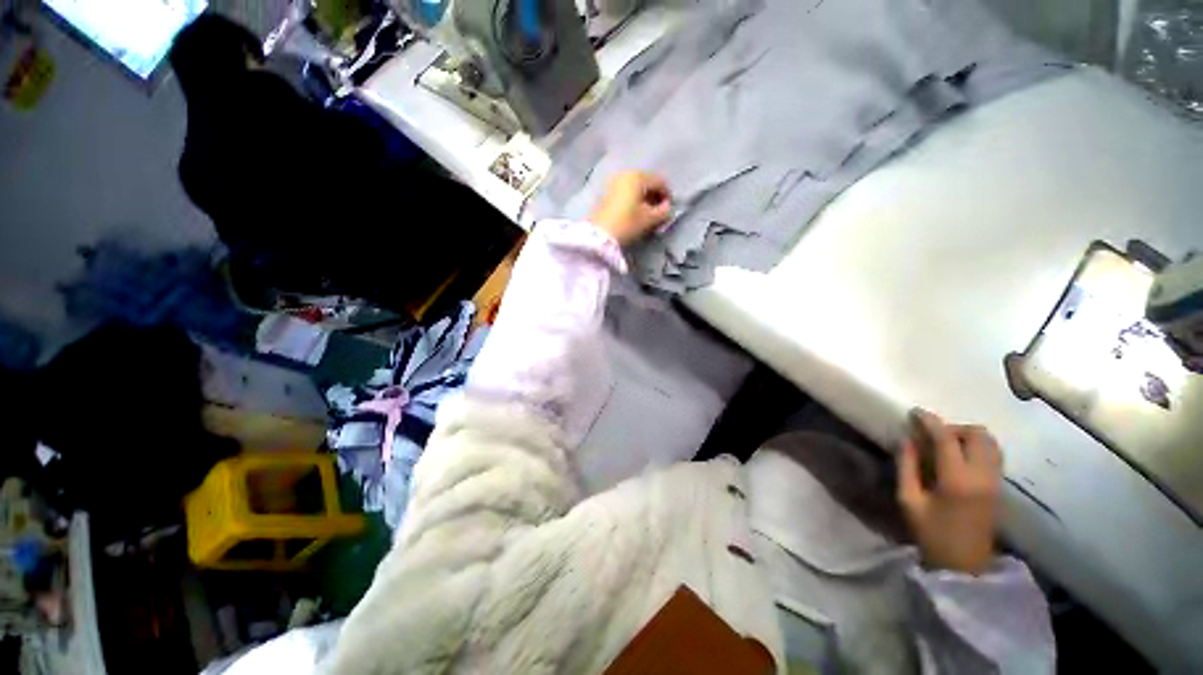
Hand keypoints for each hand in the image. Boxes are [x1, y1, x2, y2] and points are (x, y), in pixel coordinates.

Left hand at [588, 171, 671, 245]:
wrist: (599, 234)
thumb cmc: (627, 223)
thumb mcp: (649, 219)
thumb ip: (663, 212)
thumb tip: (667, 208)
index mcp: (638, 176)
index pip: (660, 181)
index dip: (667, 196)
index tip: (668, 211)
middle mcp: (625, 174)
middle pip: (647, 182)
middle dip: (654, 196)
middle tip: (658, 213)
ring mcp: (614, 182)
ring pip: (635, 187)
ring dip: (643, 198)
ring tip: (646, 214)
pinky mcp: (606, 192)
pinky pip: (625, 191)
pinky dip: (632, 200)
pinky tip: (634, 213)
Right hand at [897, 409, 1001, 574]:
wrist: (965, 565)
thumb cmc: (931, 533)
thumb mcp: (909, 500)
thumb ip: (906, 466)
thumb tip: (906, 439)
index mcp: (957, 480)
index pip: (946, 438)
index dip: (929, 421)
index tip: (914, 412)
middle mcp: (982, 476)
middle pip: (977, 434)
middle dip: (953, 427)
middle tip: (932, 435)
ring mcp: (995, 481)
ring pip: (990, 441)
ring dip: (967, 435)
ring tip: (946, 444)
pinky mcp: (999, 486)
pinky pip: (993, 453)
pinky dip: (977, 446)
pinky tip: (959, 457)